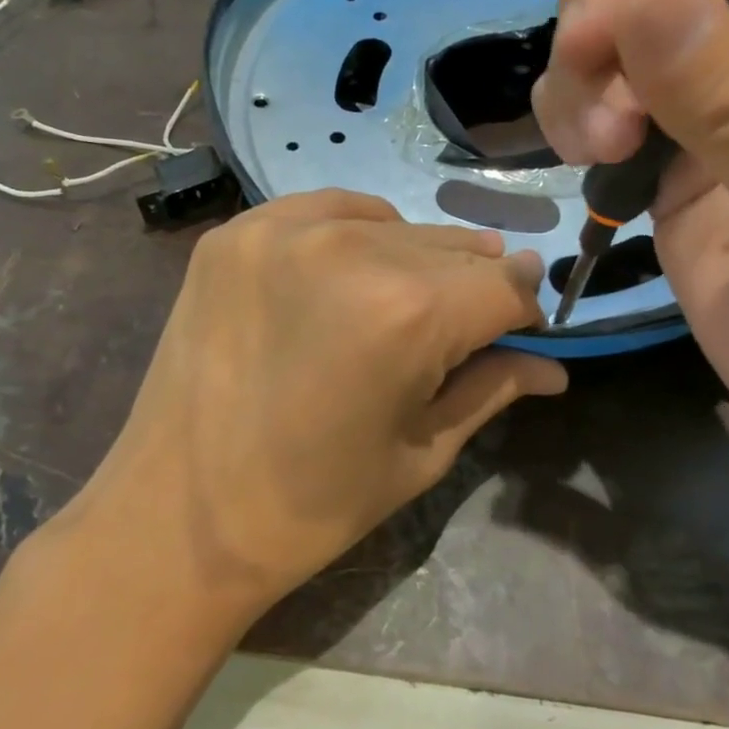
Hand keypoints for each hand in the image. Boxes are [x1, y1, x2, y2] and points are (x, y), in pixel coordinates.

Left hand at [86, 191, 564, 617]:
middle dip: (473, 287)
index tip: (519, 332)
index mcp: (408, 313)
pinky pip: (330, 210)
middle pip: (455, 249)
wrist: (175, 518)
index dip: (523, 310)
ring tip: (401, 304)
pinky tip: (348, 273)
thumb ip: (493, 388)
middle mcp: (351, 249)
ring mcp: (285, 230)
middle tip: (462, 328)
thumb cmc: (310, 506)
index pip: (506, 284)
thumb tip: (554, 367)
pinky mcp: (238, 231)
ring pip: (395, 226)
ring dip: (417, 260)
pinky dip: (356, 234)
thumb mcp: (419, 453)